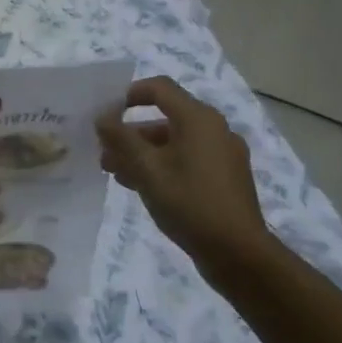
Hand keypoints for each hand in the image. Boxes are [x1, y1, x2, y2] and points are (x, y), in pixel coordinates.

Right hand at [95, 76, 270, 268]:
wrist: (238, 254)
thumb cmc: (189, 203)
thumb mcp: (146, 169)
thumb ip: (121, 139)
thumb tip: (102, 117)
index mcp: (199, 119)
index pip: (159, 88)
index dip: (128, 95)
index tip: (106, 115)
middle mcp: (214, 130)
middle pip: (165, 118)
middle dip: (130, 133)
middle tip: (104, 152)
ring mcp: (222, 155)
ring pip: (174, 142)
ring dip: (142, 152)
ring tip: (115, 173)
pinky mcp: (225, 178)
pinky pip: (187, 160)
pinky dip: (162, 166)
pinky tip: (141, 186)